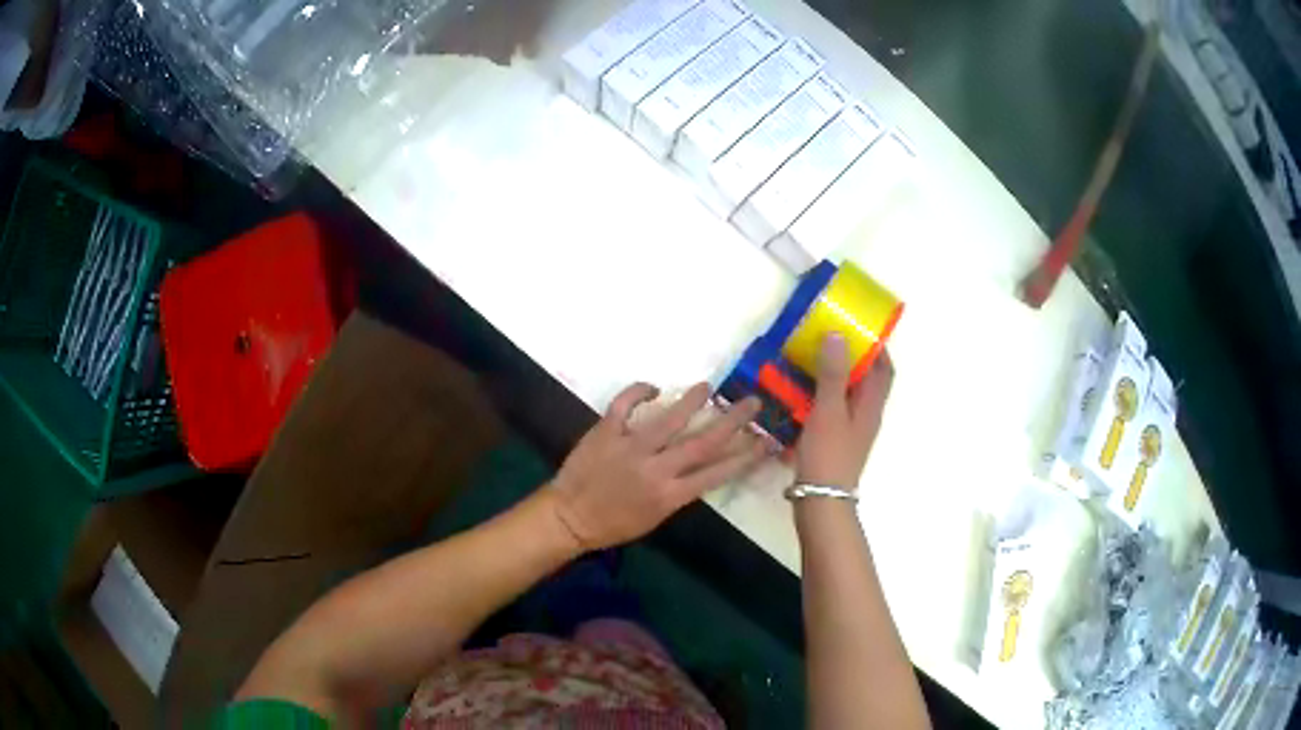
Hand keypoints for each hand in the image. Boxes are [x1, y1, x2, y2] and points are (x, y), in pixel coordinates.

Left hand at [545, 383, 764, 551]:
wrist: (569, 517)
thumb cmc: (614, 524)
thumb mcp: (656, 517)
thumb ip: (679, 491)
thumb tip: (701, 465)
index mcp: (671, 495)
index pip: (717, 473)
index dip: (746, 456)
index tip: (766, 440)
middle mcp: (656, 469)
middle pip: (702, 442)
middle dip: (732, 421)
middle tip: (752, 403)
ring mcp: (630, 447)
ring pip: (668, 419)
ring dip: (692, 401)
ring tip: (709, 387)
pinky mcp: (606, 431)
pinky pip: (625, 404)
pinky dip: (639, 391)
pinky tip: (654, 387)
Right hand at [796, 335, 894, 489]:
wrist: (820, 501)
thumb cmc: (829, 453)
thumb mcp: (829, 410)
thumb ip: (834, 374)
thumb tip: (838, 335)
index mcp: (871, 405)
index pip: (884, 370)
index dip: (877, 348)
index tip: (861, 328)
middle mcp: (867, 416)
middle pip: (868, 381)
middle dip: (854, 358)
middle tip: (830, 340)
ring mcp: (852, 430)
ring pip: (850, 395)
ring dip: (837, 376)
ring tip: (813, 361)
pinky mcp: (837, 441)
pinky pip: (835, 409)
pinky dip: (824, 395)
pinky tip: (802, 394)